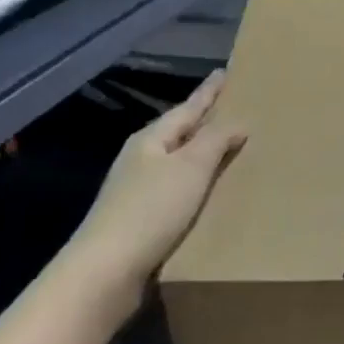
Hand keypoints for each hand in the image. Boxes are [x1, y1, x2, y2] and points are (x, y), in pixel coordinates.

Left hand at [67, 72, 245, 314]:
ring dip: (200, 154)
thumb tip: (237, 121)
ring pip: (177, 162)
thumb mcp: (191, 168)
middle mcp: (142, 159)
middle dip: (204, 120)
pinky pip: (176, 190)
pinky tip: (208, 193)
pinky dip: (195, 184)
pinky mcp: (140, 219)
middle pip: (179, 132)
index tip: (224, 72)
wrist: (106, 271)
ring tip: (227, 149)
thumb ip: (215, 140)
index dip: (209, 92)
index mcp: (151, 140)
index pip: (188, 108)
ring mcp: (137, 190)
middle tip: (231, 108)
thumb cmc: (151, 210)